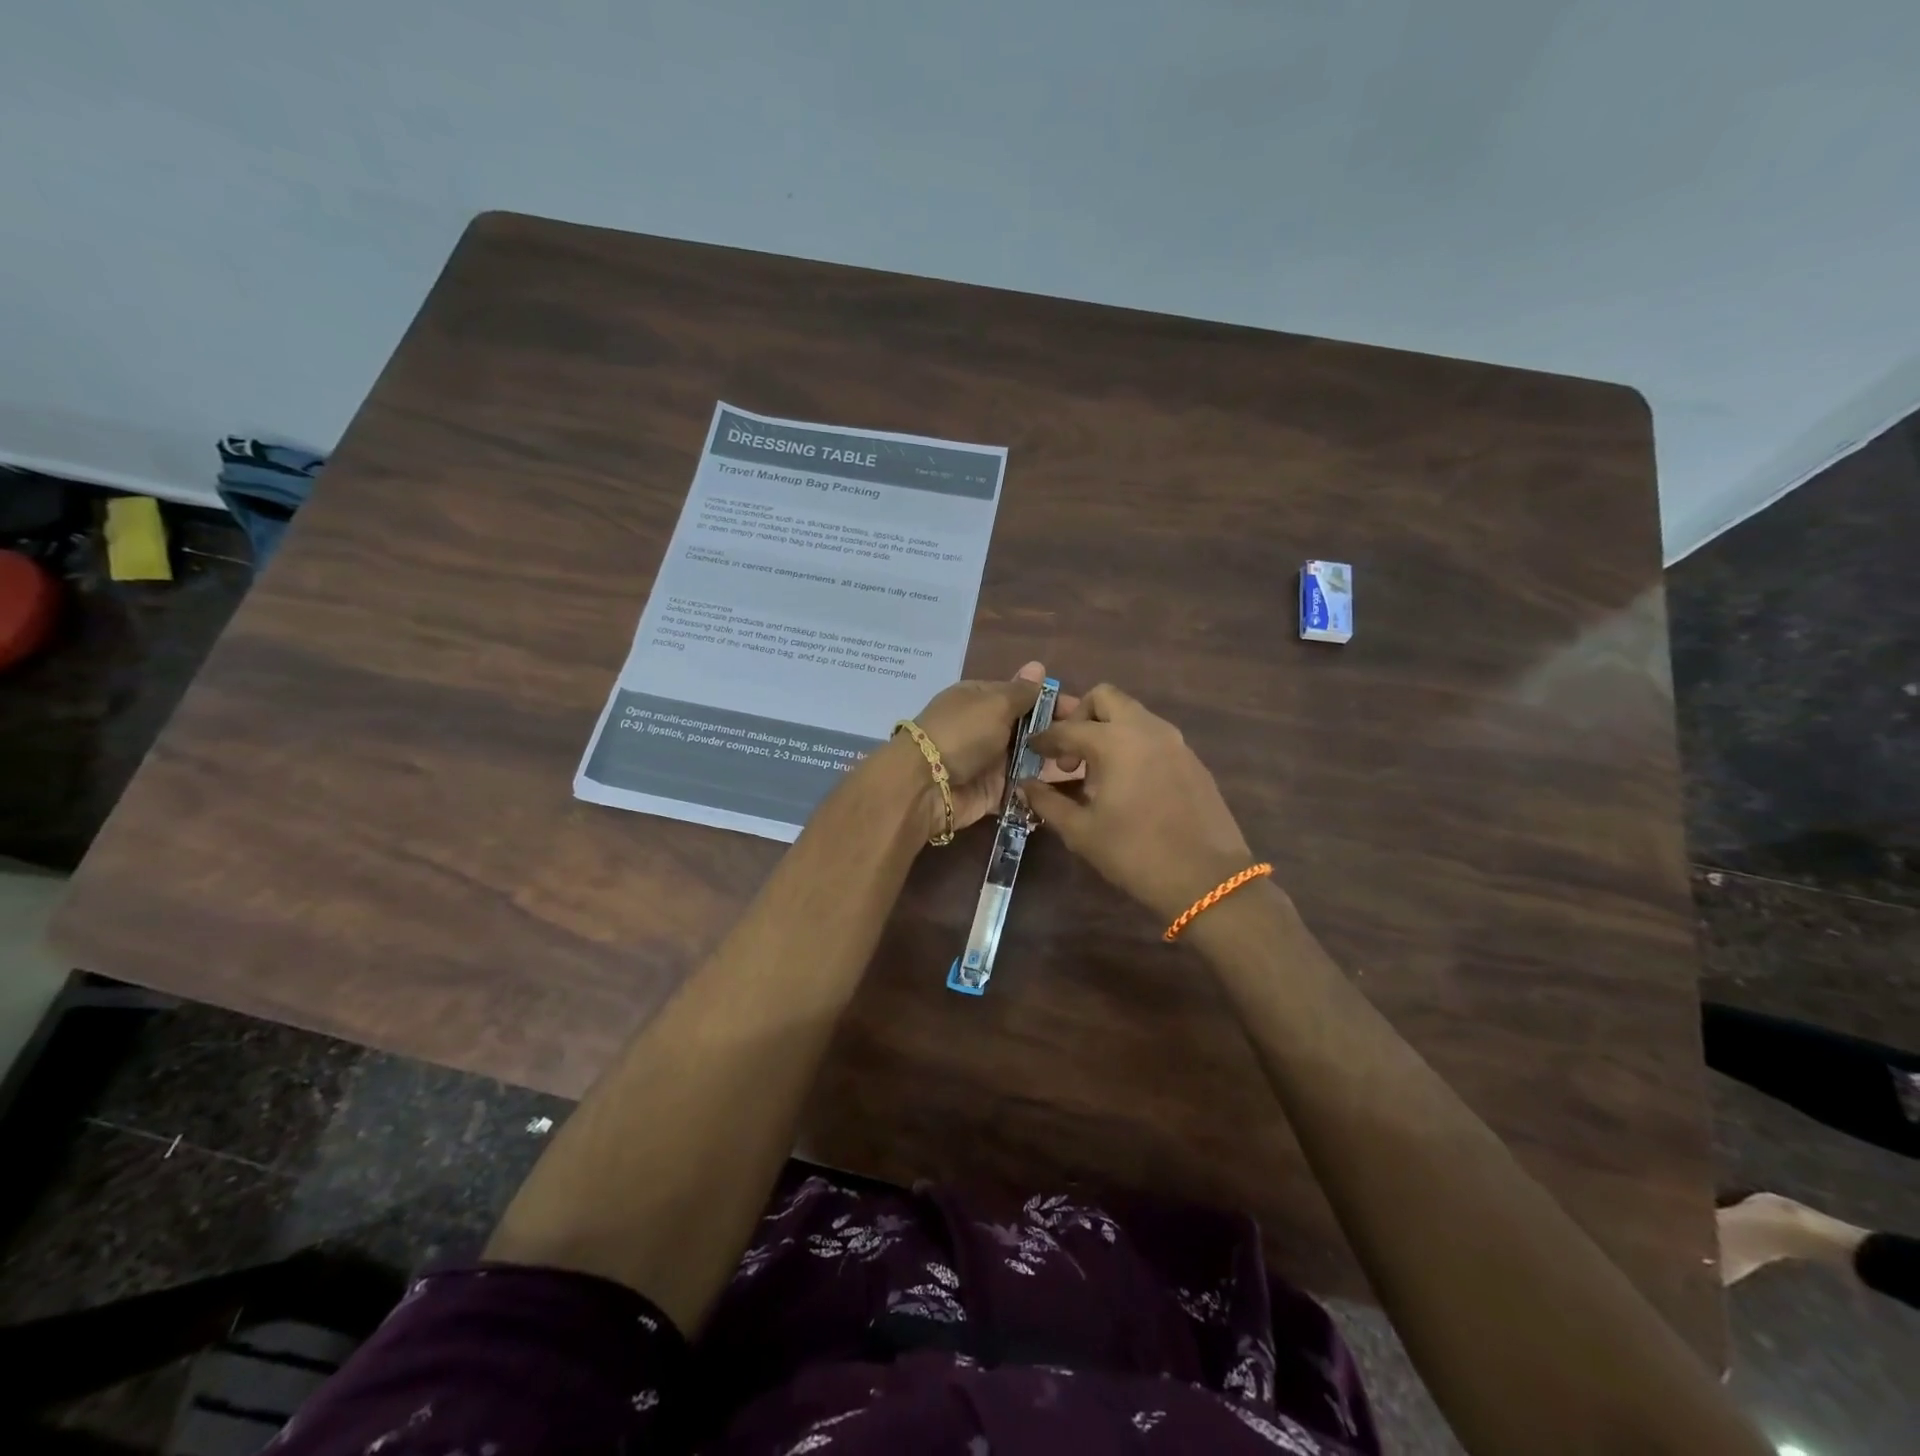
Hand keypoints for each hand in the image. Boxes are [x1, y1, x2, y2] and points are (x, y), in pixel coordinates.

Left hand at [906, 661, 1080, 836]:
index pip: (1025, 696)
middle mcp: (986, 728)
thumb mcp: (994, 704)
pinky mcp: (993, 792)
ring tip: (1091, 769)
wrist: (926, 785)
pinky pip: (1022, 788)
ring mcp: (989, 761)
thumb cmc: (962, 734)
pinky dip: (1040, 789)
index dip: (1054, 703)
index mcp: (982, 699)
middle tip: (1094, 745)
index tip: (1087, 713)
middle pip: (1030, 729)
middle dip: (1059, 736)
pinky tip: (1070, 791)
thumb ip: (1021, 692)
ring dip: (1054, 763)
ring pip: (1029, 760)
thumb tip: (1037, 666)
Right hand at [1022, 683, 1256, 924]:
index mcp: (1115, 741)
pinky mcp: (1192, 759)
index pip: (1068, 729)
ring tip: (1095, 771)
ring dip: (1108, 730)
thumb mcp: (1082, 831)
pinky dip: (1132, 745)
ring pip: (1133, 714)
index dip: (1044, 739)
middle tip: (1069, 753)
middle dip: (1080, 717)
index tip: (1031, 750)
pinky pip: (1153, 736)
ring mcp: (1174, 741)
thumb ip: (1048, 802)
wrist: (1207, 879)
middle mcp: (1146, 729)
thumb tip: (1025, 785)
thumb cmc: (1135, 853)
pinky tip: (1126, 783)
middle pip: (1105, 698)